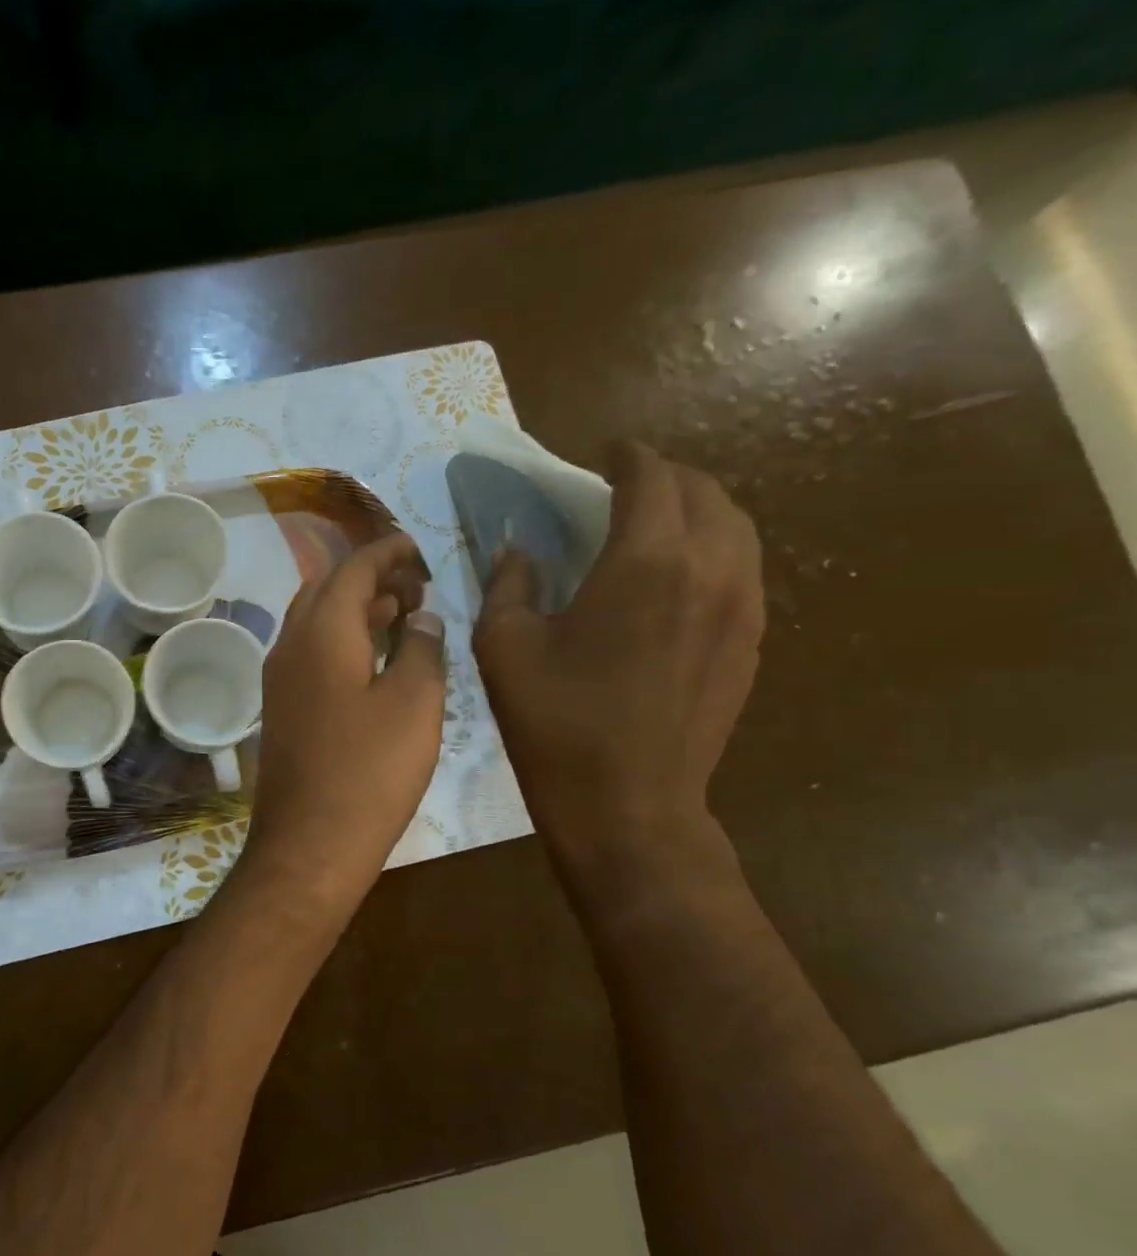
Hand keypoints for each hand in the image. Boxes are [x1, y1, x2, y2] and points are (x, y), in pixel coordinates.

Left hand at [243, 533, 445, 907]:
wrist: (310, 842)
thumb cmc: (370, 771)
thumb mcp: (414, 704)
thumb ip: (420, 648)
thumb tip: (420, 615)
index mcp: (320, 632)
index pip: (351, 568)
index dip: (386, 551)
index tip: (417, 547)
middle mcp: (289, 645)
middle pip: (325, 588)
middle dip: (368, 576)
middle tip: (415, 584)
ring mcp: (278, 678)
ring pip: (314, 621)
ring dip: (353, 607)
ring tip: (400, 613)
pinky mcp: (281, 708)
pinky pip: (309, 652)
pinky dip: (340, 638)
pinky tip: (371, 658)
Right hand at [472, 441, 762, 875]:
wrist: (628, 802)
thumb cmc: (555, 721)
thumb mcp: (504, 646)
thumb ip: (510, 584)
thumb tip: (521, 553)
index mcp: (645, 560)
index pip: (650, 476)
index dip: (626, 456)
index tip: (603, 452)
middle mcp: (710, 567)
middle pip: (703, 491)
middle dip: (663, 476)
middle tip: (621, 486)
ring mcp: (742, 605)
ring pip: (734, 526)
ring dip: (694, 510)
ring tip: (653, 524)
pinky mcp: (751, 641)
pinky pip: (742, 567)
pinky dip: (711, 549)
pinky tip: (674, 577)